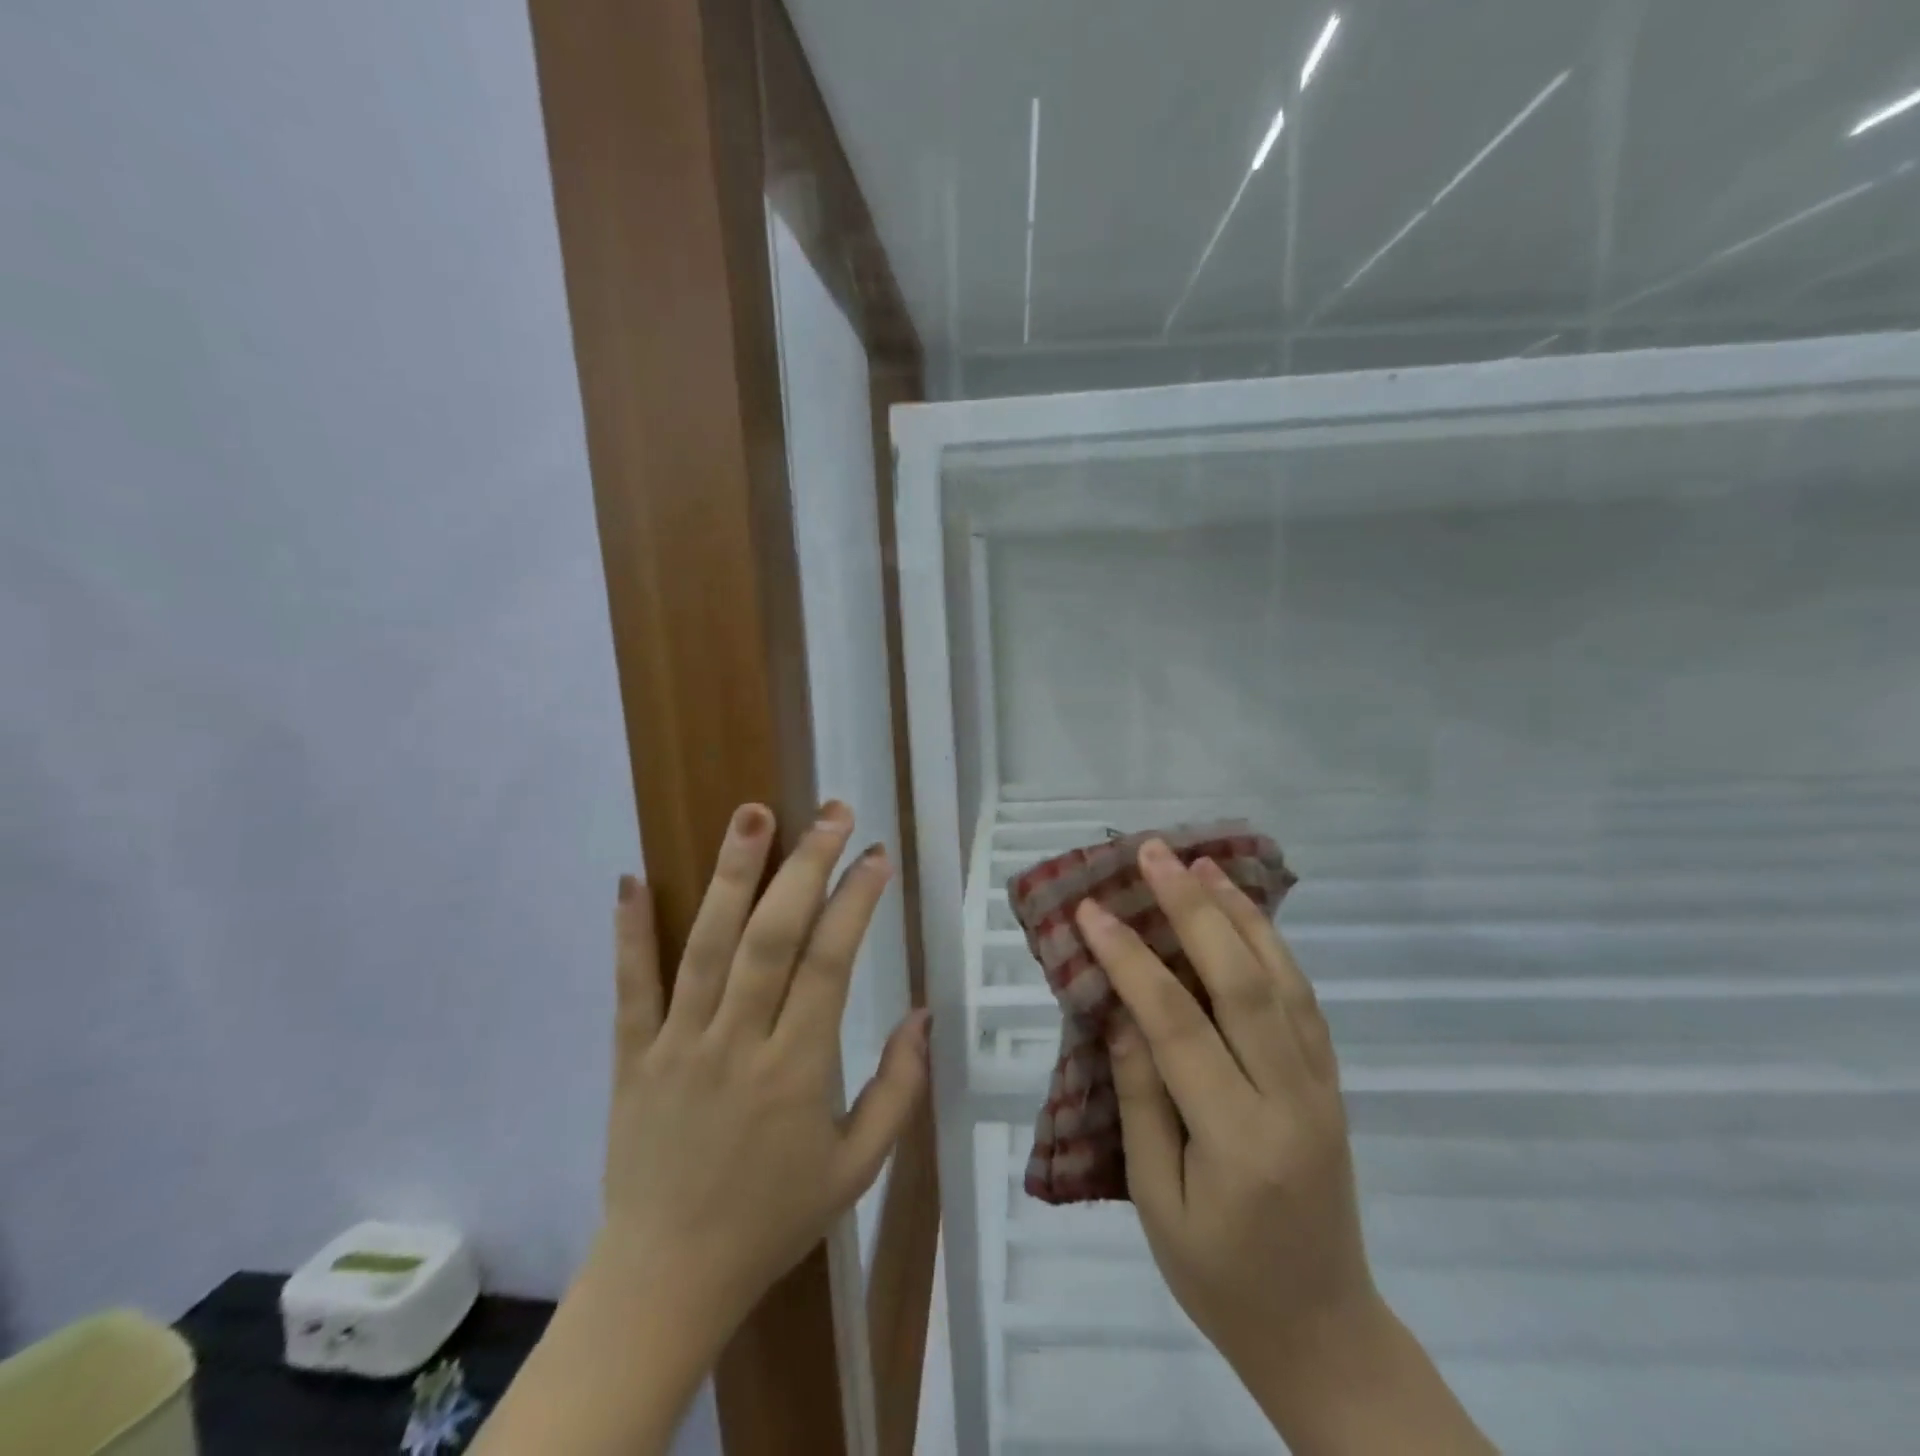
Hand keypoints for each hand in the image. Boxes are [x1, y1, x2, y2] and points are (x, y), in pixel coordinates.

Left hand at [597, 799, 929, 1335]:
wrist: (667, 1280)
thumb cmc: (773, 1219)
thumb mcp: (857, 1168)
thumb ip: (898, 1089)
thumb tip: (924, 1013)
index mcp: (796, 1071)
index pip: (830, 964)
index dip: (856, 902)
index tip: (875, 855)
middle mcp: (737, 1044)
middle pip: (772, 938)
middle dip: (804, 866)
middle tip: (829, 812)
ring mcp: (678, 1045)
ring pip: (706, 947)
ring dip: (730, 875)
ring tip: (750, 813)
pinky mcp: (633, 1056)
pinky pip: (630, 988)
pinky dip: (630, 932)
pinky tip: (632, 877)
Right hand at [1079, 842, 1496, 1453]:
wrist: (1324, 1332)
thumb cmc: (1221, 1278)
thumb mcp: (1157, 1200)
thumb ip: (1141, 1099)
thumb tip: (1122, 1012)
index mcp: (1238, 1139)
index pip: (1177, 1026)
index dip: (1131, 960)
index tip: (1091, 912)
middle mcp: (1290, 1099)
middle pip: (1242, 982)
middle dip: (1193, 909)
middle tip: (1154, 853)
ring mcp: (1321, 1086)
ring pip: (1283, 979)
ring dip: (1240, 913)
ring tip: (1201, 863)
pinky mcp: (1330, 1081)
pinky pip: (1303, 999)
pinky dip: (1273, 945)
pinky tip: (1245, 914)